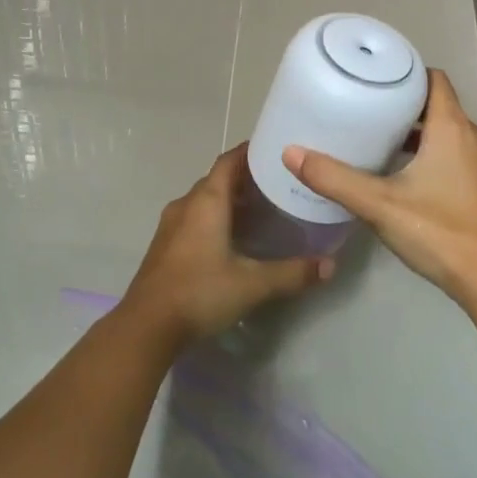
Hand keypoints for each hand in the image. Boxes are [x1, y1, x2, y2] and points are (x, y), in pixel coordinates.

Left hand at [121, 144, 330, 343]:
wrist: (146, 326)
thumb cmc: (200, 292)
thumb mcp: (252, 284)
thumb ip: (292, 273)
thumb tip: (330, 265)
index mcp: (206, 200)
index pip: (229, 160)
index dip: (250, 152)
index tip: (275, 150)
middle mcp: (186, 203)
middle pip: (218, 179)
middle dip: (245, 178)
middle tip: (277, 184)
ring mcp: (171, 224)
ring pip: (204, 200)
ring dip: (229, 199)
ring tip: (260, 210)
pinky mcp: (165, 244)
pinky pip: (194, 217)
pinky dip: (215, 217)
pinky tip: (232, 238)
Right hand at [282, 69, 476, 303]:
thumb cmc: (439, 231)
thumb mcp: (379, 204)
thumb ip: (334, 178)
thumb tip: (290, 153)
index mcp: (452, 127)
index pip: (433, 78)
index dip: (406, 72)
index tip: (375, 77)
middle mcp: (472, 136)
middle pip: (437, 104)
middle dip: (403, 102)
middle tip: (365, 106)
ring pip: (446, 130)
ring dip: (416, 130)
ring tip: (377, 137)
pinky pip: (454, 152)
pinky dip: (429, 151)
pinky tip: (401, 173)